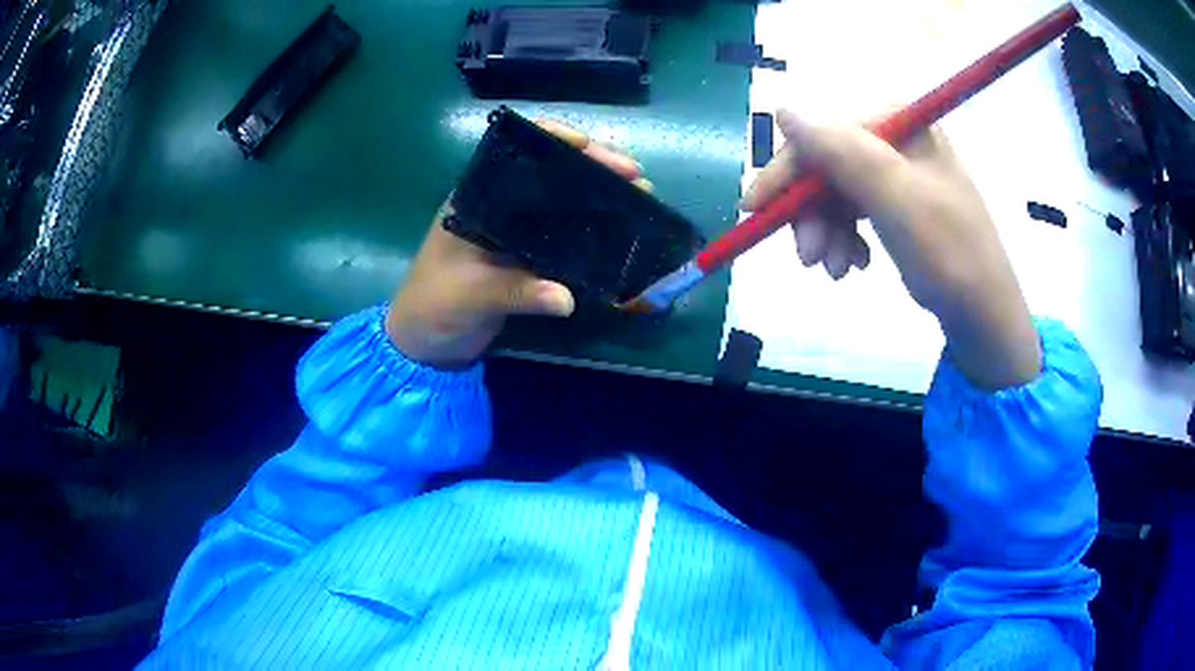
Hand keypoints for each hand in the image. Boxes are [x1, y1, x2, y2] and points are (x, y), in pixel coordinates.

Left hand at [386, 121, 643, 368]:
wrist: (424, 344)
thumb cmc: (433, 307)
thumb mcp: (471, 296)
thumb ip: (516, 292)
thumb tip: (567, 298)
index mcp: (475, 199)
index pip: (516, 155)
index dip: (552, 141)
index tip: (588, 145)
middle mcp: (498, 207)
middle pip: (549, 174)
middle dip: (592, 168)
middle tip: (635, 176)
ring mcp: (514, 232)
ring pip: (562, 203)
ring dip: (599, 198)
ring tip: (640, 197)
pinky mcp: (526, 258)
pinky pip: (565, 237)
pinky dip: (592, 232)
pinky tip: (621, 231)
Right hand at [743, 109, 1040, 389]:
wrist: (985, 314)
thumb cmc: (950, 255)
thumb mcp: (897, 201)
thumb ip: (844, 152)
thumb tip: (784, 109)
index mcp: (900, 122)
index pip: (824, 131)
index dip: (787, 169)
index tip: (755, 210)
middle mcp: (895, 136)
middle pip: (827, 162)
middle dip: (811, 211)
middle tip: (806, 259)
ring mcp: (896, 169)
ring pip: (834, 189)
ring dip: (825, 230)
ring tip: (834, 270)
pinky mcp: (896, 200)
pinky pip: (851, 210)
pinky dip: (843, 238)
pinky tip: (853, 264)